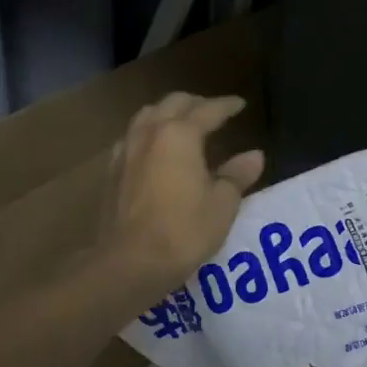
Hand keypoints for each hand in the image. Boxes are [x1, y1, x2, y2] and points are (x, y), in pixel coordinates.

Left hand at [98, 92, 265, 305]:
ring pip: (147, 116)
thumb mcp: (221, 205)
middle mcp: (149, 133)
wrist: (129, 262)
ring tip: (182, 124)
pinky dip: (148, 133)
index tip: (240, 104)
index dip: (226, 106)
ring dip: (167, 113)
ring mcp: (126, 150)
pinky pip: (131, 137)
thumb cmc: (183, 231)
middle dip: (195, 104)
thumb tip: (255, 155)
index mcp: (179, 135)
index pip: (208, 110)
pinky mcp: (111, 171)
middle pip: (172, 104)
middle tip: (213, 111)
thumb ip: (237, 175)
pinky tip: (153, 149)